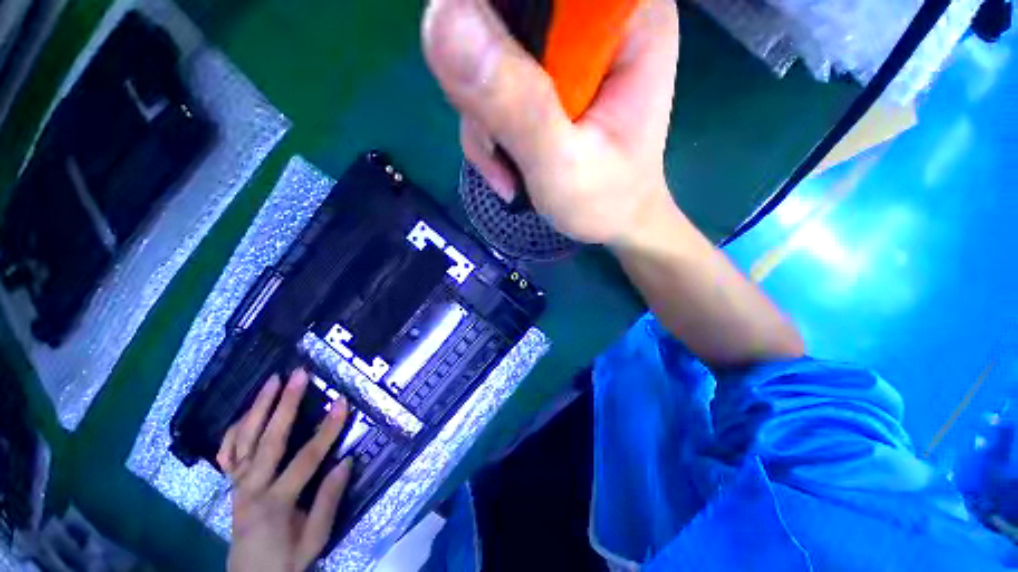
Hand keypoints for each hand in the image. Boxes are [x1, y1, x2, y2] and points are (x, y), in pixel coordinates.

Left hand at [218, 369, 352, 571]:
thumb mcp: (315, 538)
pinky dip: (235, 429)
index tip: (342, 402)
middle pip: (269, 440)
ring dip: (258, 406)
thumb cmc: (287, 560)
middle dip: (285, 404)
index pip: (306, 459)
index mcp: (276, 503)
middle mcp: (252, 488)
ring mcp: (237, 484)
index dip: (327, 429)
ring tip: (272, 380)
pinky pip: (228, 452)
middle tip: (298, 375)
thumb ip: (329, 500)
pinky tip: (247, 412)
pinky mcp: (231, 484)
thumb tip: (347, 460)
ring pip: (244, 440)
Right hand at [422, 0, 679, 245]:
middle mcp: (592, 17)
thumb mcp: (562, 164)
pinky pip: (489, 85)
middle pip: (502, 13)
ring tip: (509, 172)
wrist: (612, 223)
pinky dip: (487, 132)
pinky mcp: (542, 77)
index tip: (481, 80)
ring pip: (486, 52)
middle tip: (497, 144)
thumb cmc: (606, 202)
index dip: (492, 17)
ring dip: (482, 120)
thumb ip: (515, 104)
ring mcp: (562, 48)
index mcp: (625, 18)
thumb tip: (441, 19)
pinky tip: (506, 169)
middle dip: (482, 85)